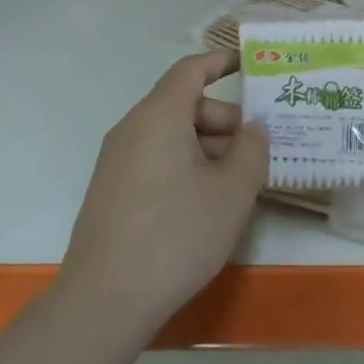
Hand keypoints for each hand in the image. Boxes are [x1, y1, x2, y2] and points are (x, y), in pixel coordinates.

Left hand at [61, 51, 267, 329]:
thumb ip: (252, 149)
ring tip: (240, 185)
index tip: (251, 64)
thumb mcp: (232, 192)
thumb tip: (253, 129)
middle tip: (259, 152)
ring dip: (210, 148)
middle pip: (186, 105)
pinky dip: (187, 166)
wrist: (104, 302)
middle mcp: (133, 128)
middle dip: (226, 121)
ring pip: (173, 136)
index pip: (192, 70)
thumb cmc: (176, 235)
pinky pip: (157, 159)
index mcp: (160, 116)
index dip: (222, 61)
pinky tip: (207, 204)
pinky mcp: (112, 190)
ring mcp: (117, 161)